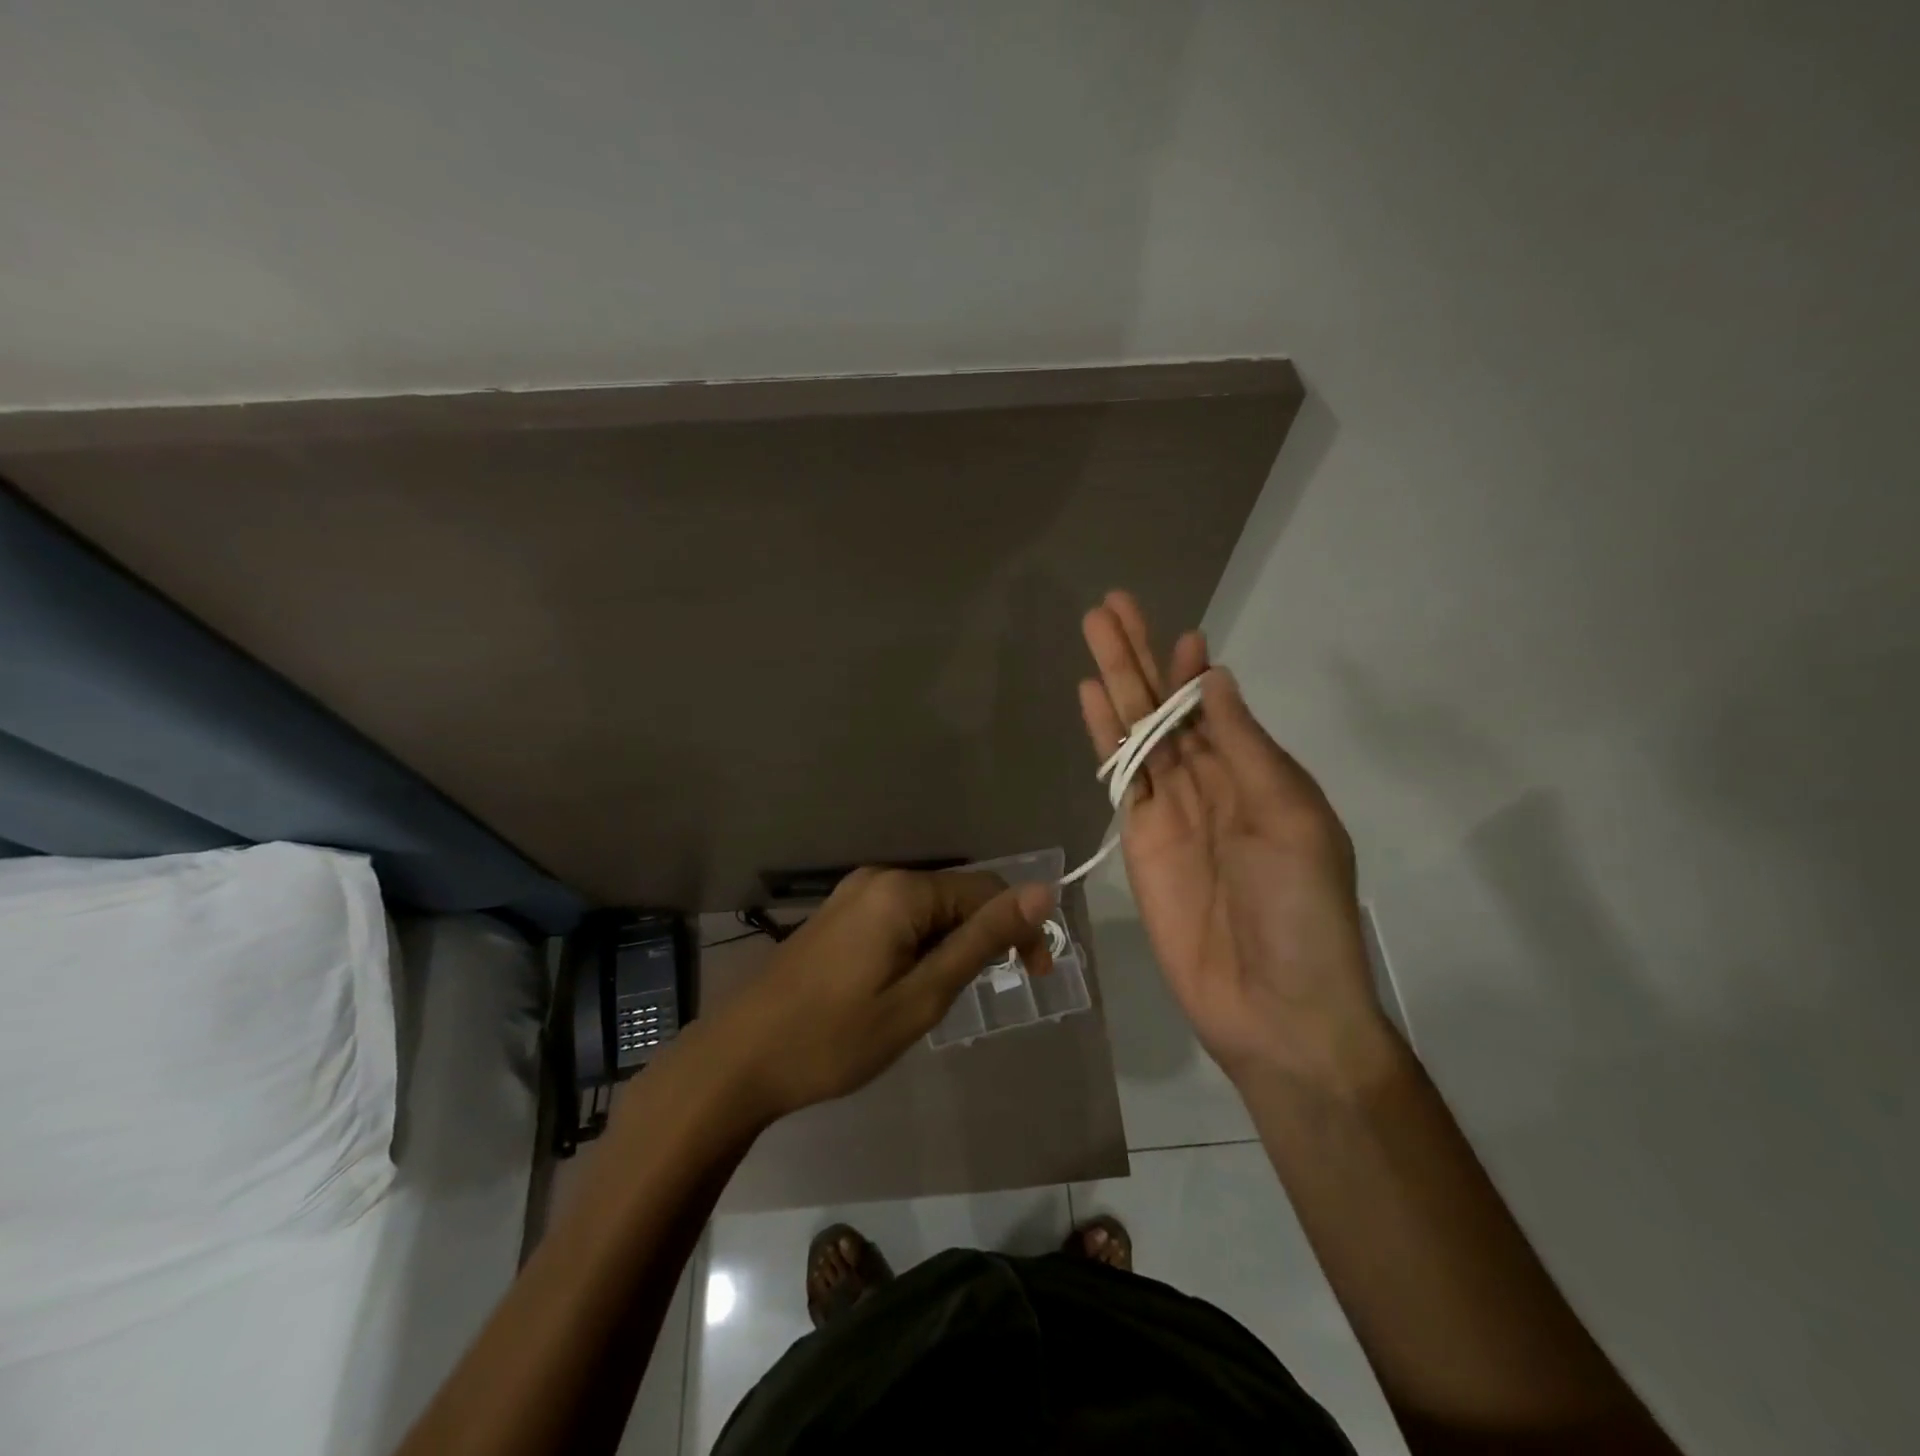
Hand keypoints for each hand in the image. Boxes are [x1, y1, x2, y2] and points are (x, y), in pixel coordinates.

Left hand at [699, 868, 1055, 1123]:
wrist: (739, 1060)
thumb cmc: (836, 1038)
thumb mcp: (921, 996)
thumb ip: (981, 941)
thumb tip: (1041, 891)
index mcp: (902, 890)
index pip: (987, 891)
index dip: (1019, 928)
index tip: (1034, 977)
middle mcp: (879, 878)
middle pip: (956, 896)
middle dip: (983, 938)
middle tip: (984, 995)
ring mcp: (852, 895)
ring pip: (928, 909)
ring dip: (950, 946)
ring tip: (940, 999)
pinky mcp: (837, 915)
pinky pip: (898, 918)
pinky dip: (919, 946)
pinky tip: (907, 985)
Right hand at [1078, 592, 1387, 1088]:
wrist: (1273, 1005)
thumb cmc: (1301, 910)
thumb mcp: (1291, 818)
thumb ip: (1246, 748)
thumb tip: (1214, 681)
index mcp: (1258, 774)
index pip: (1214, 706)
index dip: (1191, 670)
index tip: (1178, 632)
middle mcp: (1211, 782)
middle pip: (1165, 708)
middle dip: (1139, 657)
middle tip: (1110, 606)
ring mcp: (1170, 809)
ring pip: (1137, 732)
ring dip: (1116, 683)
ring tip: (1093, 632)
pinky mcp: (1137, 837)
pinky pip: (1120, 777)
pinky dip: (1105, 737)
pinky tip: (1091, 699)